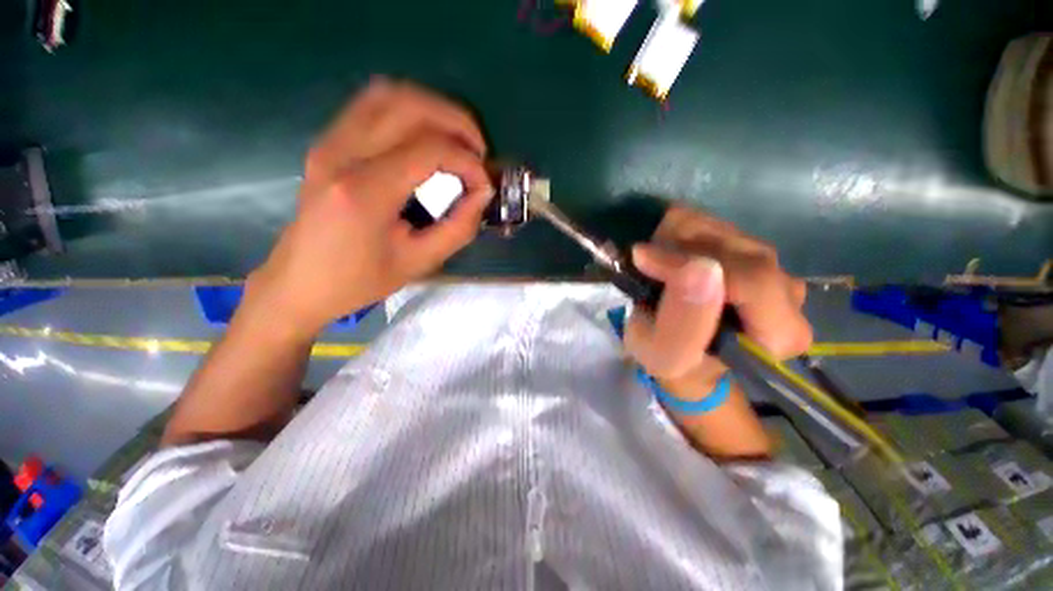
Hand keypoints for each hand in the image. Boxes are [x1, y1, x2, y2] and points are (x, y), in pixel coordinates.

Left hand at [247, 80, 492, 337]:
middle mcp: (342, 153)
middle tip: (479, 153)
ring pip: (389, 93)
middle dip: (457, 122)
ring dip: (434, 110)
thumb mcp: (420, 262)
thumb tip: (483, 193)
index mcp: (364, 192)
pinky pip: (373, 105)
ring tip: (457, 142)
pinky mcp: (328, 142)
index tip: (484, 185)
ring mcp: (329, 142)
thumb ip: (459, 227)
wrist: (300, 282)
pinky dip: (410, 112)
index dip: (468, 162)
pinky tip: (427, 139)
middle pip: (409, 105)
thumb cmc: (359, 281)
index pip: (429, 149)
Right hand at [623, 206, 811, 395]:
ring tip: (652, 261)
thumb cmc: (677, 364)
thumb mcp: (668, 357)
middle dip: (678, 251)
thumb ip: (684, 324)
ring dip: (675, 238)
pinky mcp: (752, 249)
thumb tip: (699, 268)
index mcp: (781, 333)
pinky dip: (679, 230)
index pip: (750, 281)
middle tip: (642, 264)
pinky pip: (715, 223)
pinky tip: (665, 251)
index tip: (643, 260)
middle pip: (736, 250)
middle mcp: (789, 294)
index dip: (689, 265)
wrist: (685, 354)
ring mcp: (773, 266)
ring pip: (724, 230)